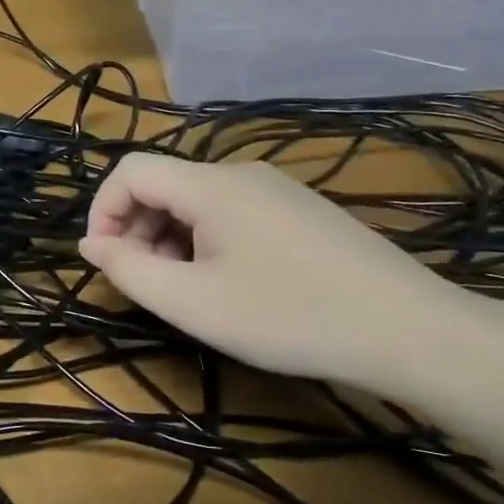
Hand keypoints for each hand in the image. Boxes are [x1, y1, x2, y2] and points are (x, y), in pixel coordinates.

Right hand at [78, 154, 480, 394]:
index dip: (103, 211)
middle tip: (149, 287)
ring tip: (190, 293)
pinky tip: (230, 285)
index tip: (107, 263)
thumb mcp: (193, 303)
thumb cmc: (289, 316)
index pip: (130, 171)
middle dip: (138, 232)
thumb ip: (129, 271)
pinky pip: (230, 213)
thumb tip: (92, 244)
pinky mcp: (300, 211)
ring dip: (171, 241)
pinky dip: (207, 242)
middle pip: (163, 185)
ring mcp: (275, 189)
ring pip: (196, 202)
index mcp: (211, 185)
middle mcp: (240, 173)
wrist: (411, 332)